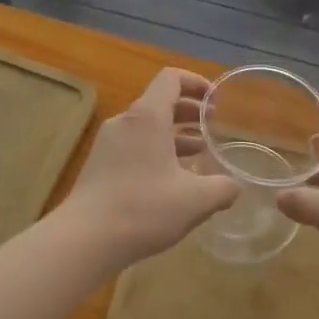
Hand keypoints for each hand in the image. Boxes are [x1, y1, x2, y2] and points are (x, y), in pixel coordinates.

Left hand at [56, 68, 237, 269]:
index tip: (215, 99)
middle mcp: (126, 121)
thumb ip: (222, 189)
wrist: (83, 240)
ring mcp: (108, 143)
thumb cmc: (143, 209)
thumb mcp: (195, 201)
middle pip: (159, 101)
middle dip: (189, 110)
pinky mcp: (99, 165)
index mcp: (148, 117)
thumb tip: (235, 187)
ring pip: (147, 126)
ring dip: (175, 133)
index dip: (196, 82)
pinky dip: (156, 150)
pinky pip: (134, 145)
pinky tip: (171, 178)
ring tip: (199, 152)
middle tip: (213, 124)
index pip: (171, 78)